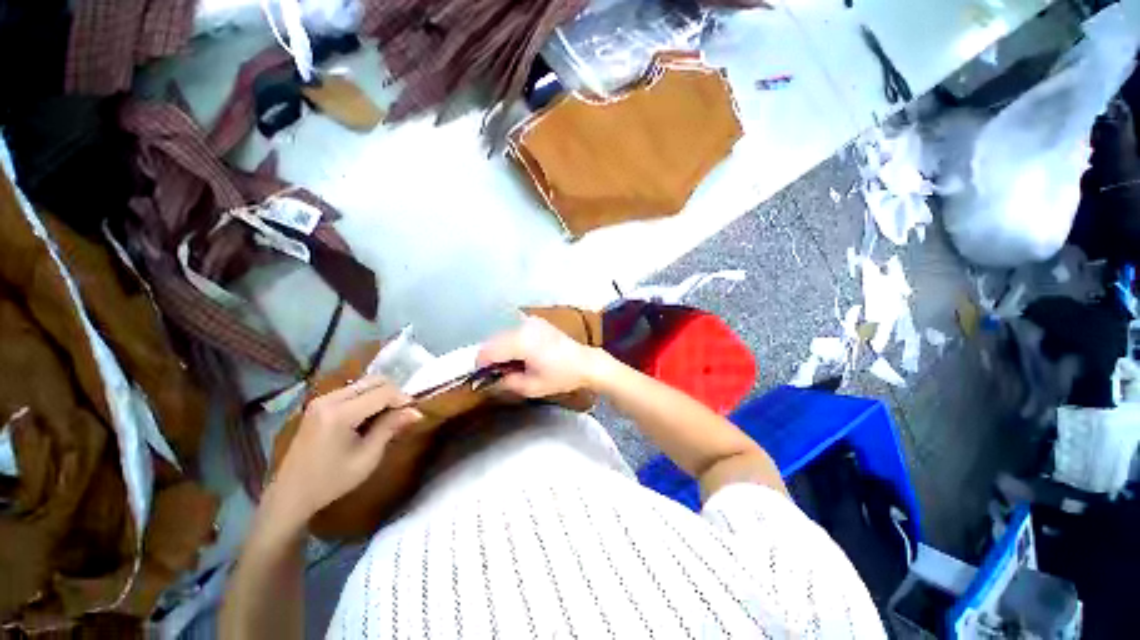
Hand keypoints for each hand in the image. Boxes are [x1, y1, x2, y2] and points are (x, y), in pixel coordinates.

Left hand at [265, 377, 422, 527]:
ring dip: (381, 394)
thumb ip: (390, 428)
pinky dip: (368, 398)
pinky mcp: (319, 404)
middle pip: (374, 381)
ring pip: (364, 384)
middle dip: (394, 393)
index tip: (413, 412)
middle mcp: (329, 399)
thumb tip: (416, 411)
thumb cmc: (331, 480)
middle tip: (402, 413)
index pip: (383, 392)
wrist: (291, 494)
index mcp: (340, 413)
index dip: (403, 399)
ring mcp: (322, 400)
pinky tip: (370, 417)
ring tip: (387, 416)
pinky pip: (353, 391)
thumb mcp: (367, 457)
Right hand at [477, 316, 600, 397]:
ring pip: (503, 334)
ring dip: (500, 349)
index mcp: (521, 342)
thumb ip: (506, 383)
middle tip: (497, 374)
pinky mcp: (536, 321)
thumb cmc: (560, 376)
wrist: (584, 363)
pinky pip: (514, 331)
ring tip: (511, 365)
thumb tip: (489, 381)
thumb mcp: (531, 387)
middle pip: (493, 340)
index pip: (489, 350)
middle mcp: (523, 327)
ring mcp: (530, 322)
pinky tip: (521, 355)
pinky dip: (511, 342)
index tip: (480, 378)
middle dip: (490, 357)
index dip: (480, 365)